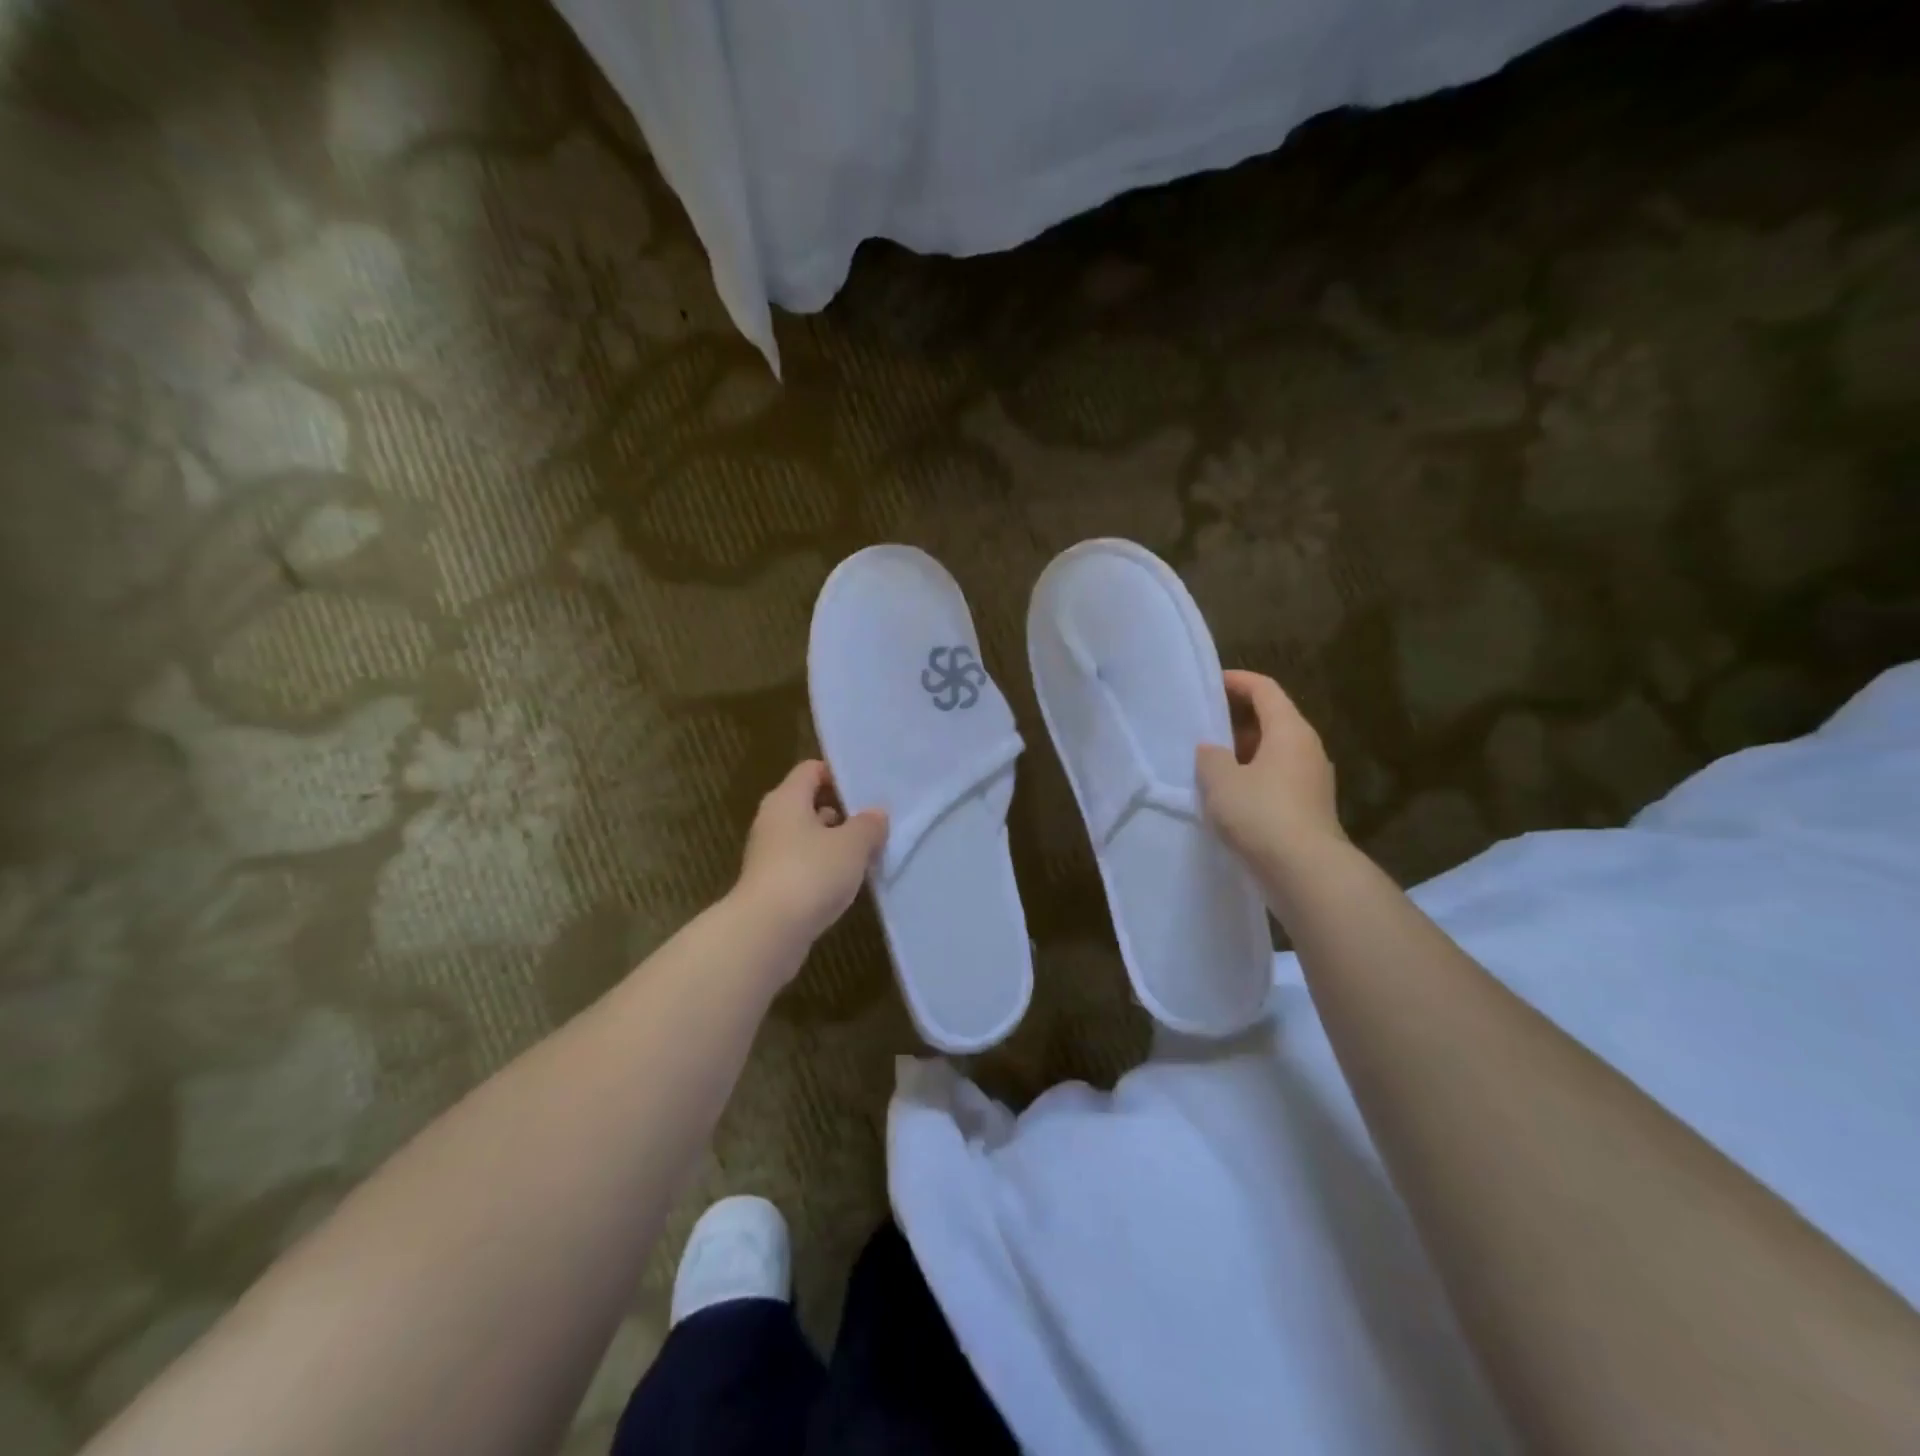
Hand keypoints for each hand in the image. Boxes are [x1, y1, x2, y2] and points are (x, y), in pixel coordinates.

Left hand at [733, 760, 886, 948]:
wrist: (766, 933)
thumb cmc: (810, 874)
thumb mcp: (852, 845)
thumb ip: (868, 825)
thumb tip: (876, 813)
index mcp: (787, 799)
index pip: (811, 770)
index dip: (838, 775)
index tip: (867, 790)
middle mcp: (773, 821)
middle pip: (808, 804)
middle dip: (841, 812)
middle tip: (874, 823)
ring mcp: (768, 855)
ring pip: (806, 838)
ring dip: (834, 844)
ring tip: (867, 855)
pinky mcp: (771, 886)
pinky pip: (802, 866)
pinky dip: (822, 870)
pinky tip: (846, 884)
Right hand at [1195, 670, 1345, 871]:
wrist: (1305, 872)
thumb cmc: (1261, 814)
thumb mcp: (1221, 780)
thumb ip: (1210, 757)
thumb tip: (1212, 750)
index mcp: (1290, 731)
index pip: (1265, 690)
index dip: (1238, 681)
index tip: (1212, 682)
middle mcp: (1307, 749)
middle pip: (1272, 720)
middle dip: (1237, 720)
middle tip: (1204, 726)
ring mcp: (1312, 781)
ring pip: (1274, 753)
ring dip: (1244, 753)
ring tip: (1210, 763)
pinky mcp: (1309, 809)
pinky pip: (1277, 780)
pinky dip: (1253, 778)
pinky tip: (1229, 797)